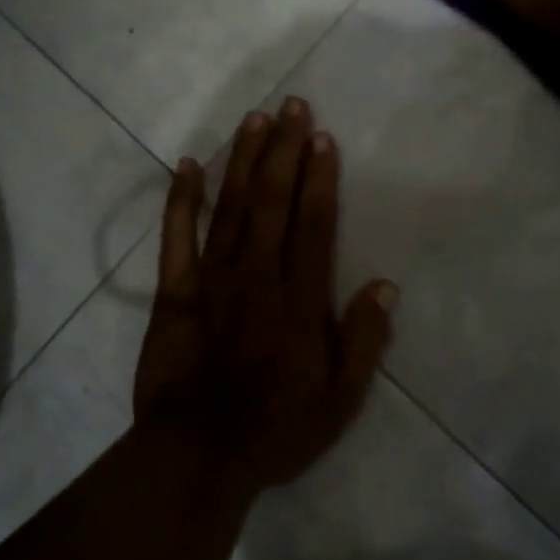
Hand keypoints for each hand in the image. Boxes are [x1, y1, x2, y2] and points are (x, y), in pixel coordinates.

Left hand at [133, 99, 396, 491]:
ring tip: (254, 119)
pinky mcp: (174, 292)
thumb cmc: (276, 429)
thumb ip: (364, 340)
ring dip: (243, 160)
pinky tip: (188, 164)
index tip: (322, 137)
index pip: (314, 224)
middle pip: (273, 201)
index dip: (320, 177)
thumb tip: (385, 285)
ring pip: (231, 207)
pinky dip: (181, 199)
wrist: (198, 455)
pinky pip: (176, 237)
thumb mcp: (341, 400)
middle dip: (284, 150)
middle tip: (291, 104)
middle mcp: (258, 275)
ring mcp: (212, 279)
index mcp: (300, 299)